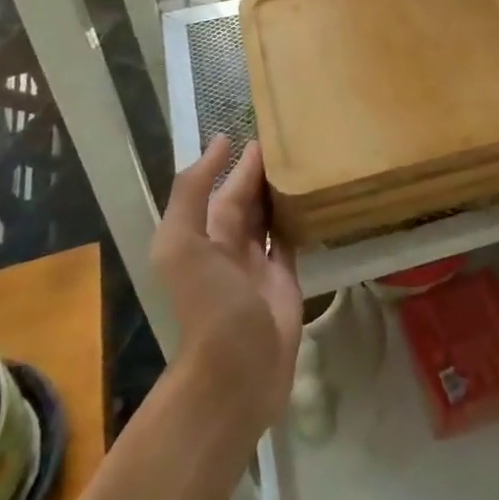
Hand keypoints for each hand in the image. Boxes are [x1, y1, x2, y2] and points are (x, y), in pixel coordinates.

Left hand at [152, 136, 301, 429]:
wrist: (235, 371)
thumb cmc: (208, 302)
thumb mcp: (182, 243)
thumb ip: (192, 191)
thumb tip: (221, 143)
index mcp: (203, 236)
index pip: (224, 188)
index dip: (241, 161)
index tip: (266, 129)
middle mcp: (229, 246)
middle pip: (249, 199)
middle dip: (265, 171)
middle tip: (295, 137)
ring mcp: (258, 265)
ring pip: (271, 216)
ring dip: (284, 191)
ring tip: (309, 159)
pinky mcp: (285, 281)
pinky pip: (292, 241)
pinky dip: (301, 220)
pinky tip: (316, 199)